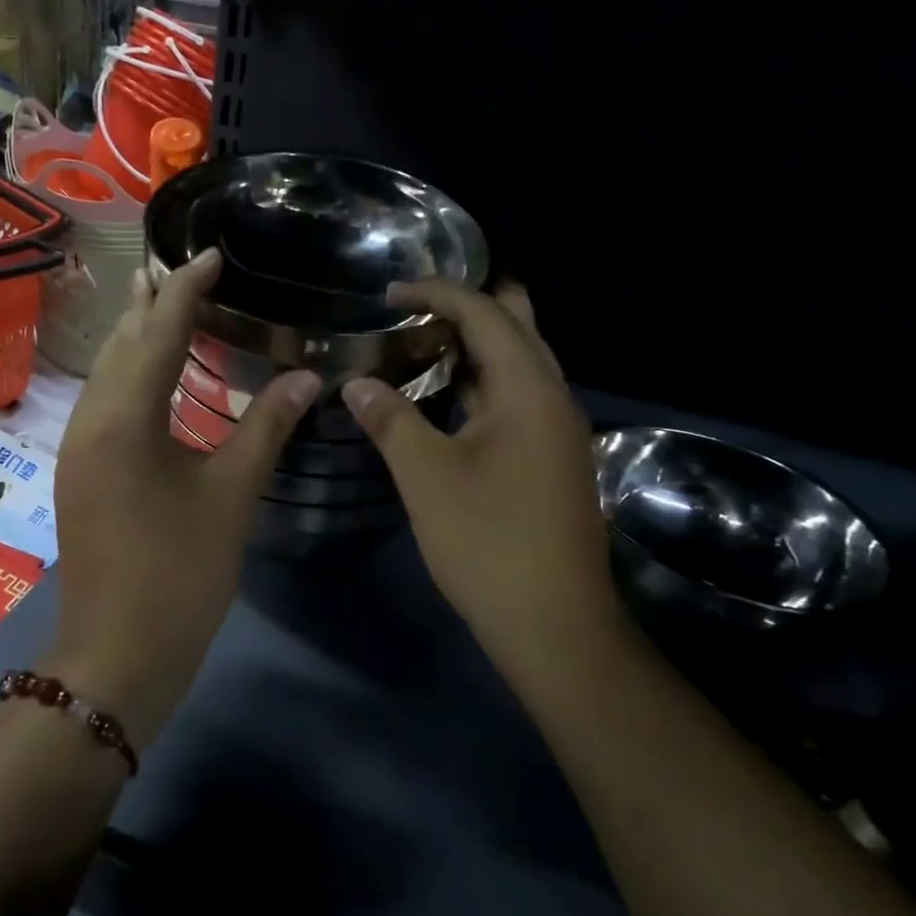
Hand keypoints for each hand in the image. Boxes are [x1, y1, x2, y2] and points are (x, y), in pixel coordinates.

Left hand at [48, 249, 320, 746]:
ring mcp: (78, 449)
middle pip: (121, 344)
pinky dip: (131, 375)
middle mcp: (90, 421)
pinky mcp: (81, 473)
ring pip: (107, 374)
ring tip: (166, 307)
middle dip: (152, 304)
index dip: (186, 289)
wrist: (118, 654)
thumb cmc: (178, 575)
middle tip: (184, 269)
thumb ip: (267, 429)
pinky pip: (104, 403)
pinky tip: (154, 379)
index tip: (210, 254)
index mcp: (124, 418)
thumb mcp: (230, 497)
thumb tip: (308, 378)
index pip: (158, 332)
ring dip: (137, 337)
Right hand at [342, 282, 623, 673]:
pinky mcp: (553, 459)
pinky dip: (484, 382)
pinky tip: (450, 397)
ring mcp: (559, 431)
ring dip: (478, 346)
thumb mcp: (427, 478)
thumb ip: (391, 421)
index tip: (389, 291)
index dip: (438, 292)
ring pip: (522, 364)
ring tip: (422, 342)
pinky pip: (519, 397)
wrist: (554, 624)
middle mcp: (554, 399)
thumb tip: (356, 383)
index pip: (487, 314)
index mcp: (529, 391)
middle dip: (469, 306)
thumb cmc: (489, 544)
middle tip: (414, 307)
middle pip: (519, 327)